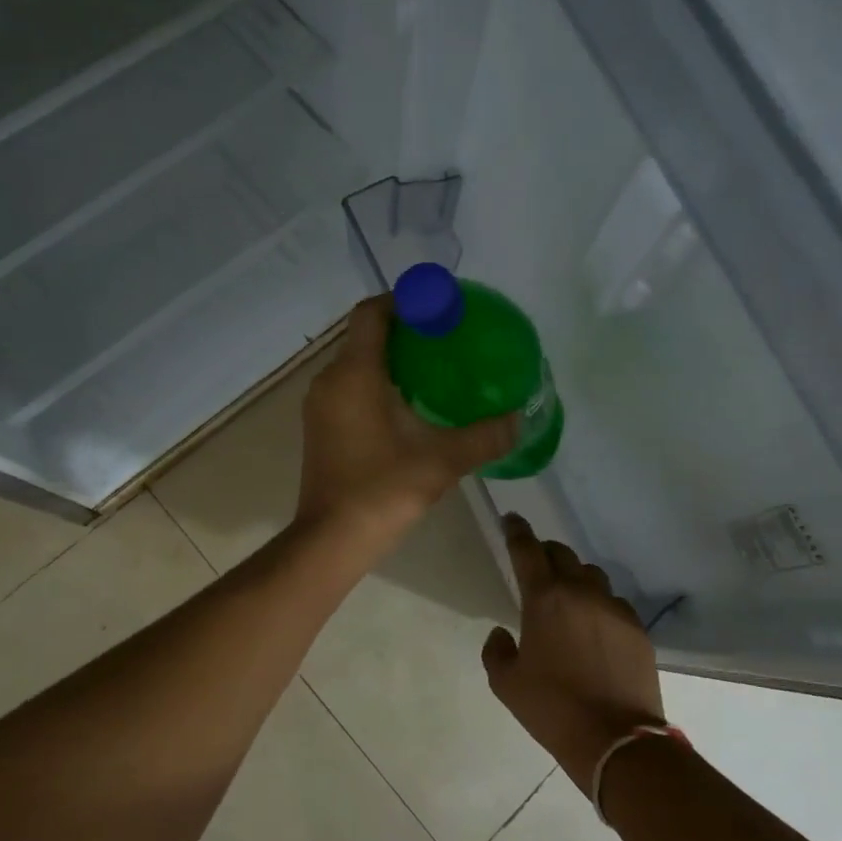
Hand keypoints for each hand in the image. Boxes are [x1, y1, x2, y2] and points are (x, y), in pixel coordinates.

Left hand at [296, 296, 517, 548]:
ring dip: (390, 357)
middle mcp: (330, 380)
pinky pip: (349, 386)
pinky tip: (408, 404)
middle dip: (403, 329)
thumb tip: (521, 419)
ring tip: (433, 368)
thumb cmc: (382, 490)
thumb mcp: (442, 460)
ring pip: (356, 362)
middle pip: (364, 335)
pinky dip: (376, 381)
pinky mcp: (320, 426)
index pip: (372, 312)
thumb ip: (485, 436)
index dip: (404, 300)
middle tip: (445, 337)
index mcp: (354, 374)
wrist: (331, 539)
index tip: (438, 307)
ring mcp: (320, 405)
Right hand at [481, 514, 665, 786]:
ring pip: (591, 574)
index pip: (527, 549)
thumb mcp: (506, 684)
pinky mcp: (637, 628)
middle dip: (546, 552)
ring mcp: (613, 607)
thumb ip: (496, 650)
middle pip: (562, 554)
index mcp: (544, 598)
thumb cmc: (552, 709)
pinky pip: (614, 602)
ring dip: (575, 577)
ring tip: (569, 598)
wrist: (616, 740)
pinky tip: (596, 627)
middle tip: (537, 564)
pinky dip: (600, 605)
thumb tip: (502, 632)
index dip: (516, 530)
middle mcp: (580, 591)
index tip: (511, 519)